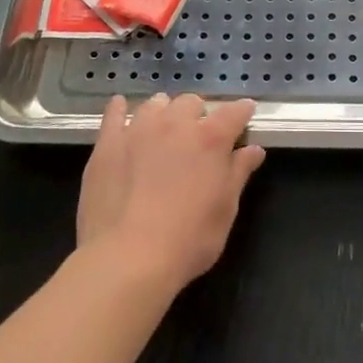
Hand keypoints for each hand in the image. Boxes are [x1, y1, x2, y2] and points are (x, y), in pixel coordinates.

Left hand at [77, 94, 264, 291]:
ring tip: (163, 129)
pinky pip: (114, 114)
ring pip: (156, 104)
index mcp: (211, 139)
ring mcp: (139, 130)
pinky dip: (121, 109)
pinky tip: (121, 109)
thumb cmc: (188, 241)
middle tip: (198, 137)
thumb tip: (254, 150)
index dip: (242, 112)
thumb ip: (239, 173)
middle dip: (199, 115)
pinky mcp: (107, 144)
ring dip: (165, 112)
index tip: (245, 115)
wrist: (126, 260)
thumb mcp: (225, 211)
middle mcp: (176, 124)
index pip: (234, 112)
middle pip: (191, 102)